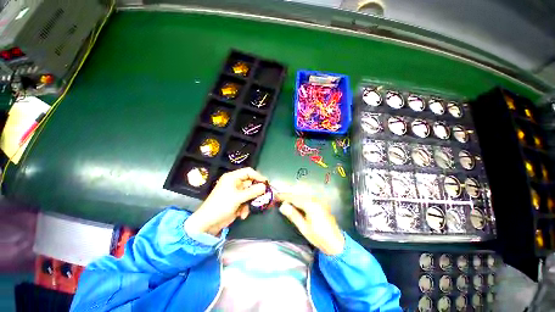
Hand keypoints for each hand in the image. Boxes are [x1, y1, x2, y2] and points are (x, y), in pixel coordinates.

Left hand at [185, 168, 267, 235]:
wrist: (207, 224)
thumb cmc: (221, 206)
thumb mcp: (238, 198)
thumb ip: (252, 192)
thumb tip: (264, 186)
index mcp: (232, 178)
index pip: (248, 172)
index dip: (258, 176)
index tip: (266, 183)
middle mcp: (234, 183)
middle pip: (250, 183)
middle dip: (256, 191)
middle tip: (265, 196)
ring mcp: (235, 193)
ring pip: (249, 193)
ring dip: (250, 201)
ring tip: (250, 208)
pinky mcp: (236, 201)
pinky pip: (246, 201)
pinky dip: (245, 208)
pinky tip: (242, 215)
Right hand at [277, 193, 344, 255]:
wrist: (336, 243)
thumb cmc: (319, 237)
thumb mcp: (303, 228)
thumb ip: (293, 215)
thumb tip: (283, 206)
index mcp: (310, 205)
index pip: (294, 198)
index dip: (284, 196)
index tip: (275, 196)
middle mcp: (315, 200)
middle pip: (298, 194)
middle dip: (288, 195)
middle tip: (278, 198)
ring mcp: (319, 201)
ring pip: (303, 195)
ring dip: (294, 196)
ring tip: (285, 200)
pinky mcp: (321, 203)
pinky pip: (307, 198)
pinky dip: (300, 198)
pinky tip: (296, 202)